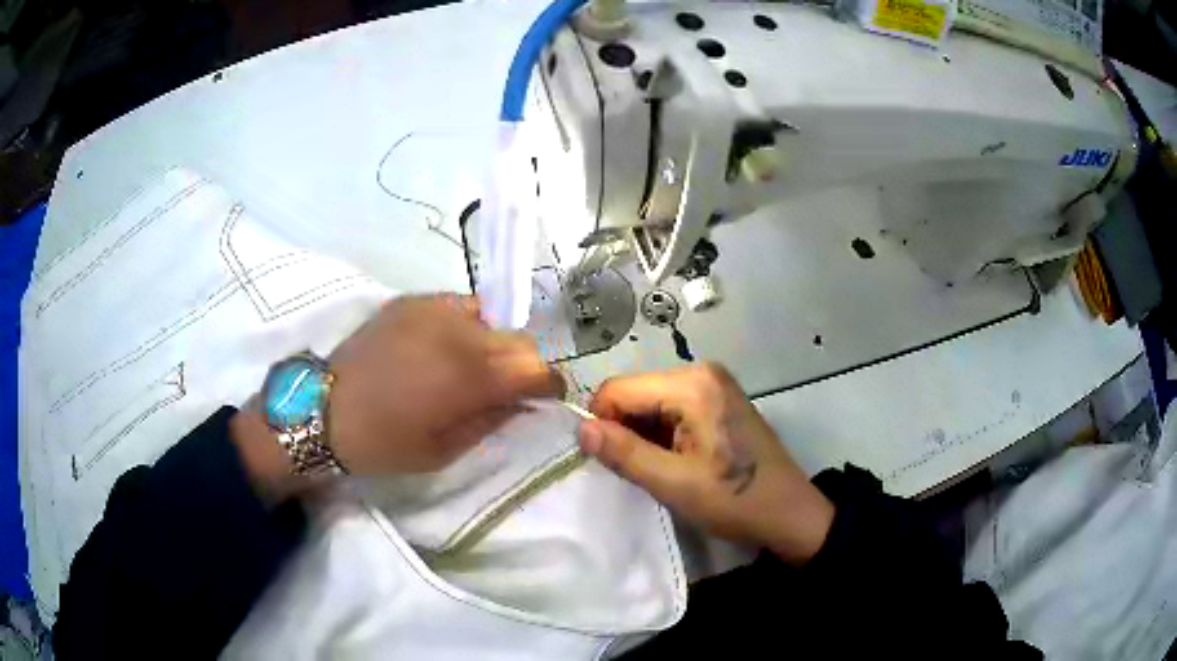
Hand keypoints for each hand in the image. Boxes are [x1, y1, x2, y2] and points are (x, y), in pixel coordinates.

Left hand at [327, 294, 563, 472]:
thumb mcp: (445, 448)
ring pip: (490, 317)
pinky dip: (462, 327)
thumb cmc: (385, 442)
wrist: (322, 411)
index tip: (543, 399)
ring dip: (492, 343)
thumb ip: (492, 420)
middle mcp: (461, 330)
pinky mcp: (411, 300)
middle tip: (504, 387)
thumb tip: (522, 402)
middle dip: (522, 364)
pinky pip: (456, 307)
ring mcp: (434, 308)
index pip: (537, 367)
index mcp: (472, 374)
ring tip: (468, 366)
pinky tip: (440, 349)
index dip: (549, 385)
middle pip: (519, 338)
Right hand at [578, 363, 833, 564]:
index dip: (603, 425)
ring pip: (651, 402)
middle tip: (641, 470)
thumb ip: (623, 453)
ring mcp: (713, 383)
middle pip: (635, 393)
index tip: (611, 462)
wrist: (789, 512)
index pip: (617, 390)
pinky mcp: (719, 398)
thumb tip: (579, 428)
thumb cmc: (734, 499)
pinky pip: (673, 407)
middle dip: (626, 431)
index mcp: (691, 384)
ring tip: (663, 469)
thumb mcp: (673, 483)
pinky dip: (664, 433)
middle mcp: (701, 372)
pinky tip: (678, 460)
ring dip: (645, 435)